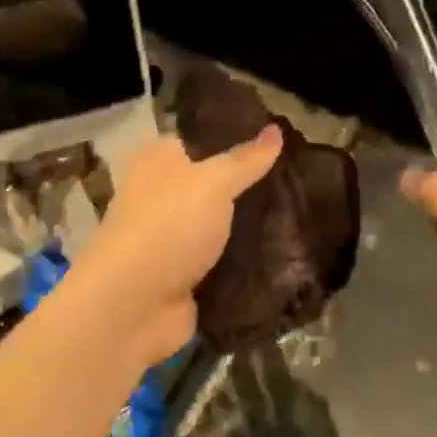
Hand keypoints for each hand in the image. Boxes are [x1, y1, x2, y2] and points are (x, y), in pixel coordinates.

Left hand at [71, 127, 282, 366]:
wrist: (131, 307)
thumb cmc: (168, 226)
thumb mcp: (214, 182)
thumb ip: (247, 159)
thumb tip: (276, 129)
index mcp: (159, 160)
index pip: (202, 140)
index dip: (238, 137)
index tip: (281, 141)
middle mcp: (162, 195)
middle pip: (216, 184)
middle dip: (252, 186)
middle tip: (300, 180)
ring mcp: (173, 239)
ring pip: (223, 225)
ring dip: (254, 227)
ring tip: (304, 215)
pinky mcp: (185, 277)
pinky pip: (225, 263)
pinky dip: (248, 262)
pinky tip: (288, 254)